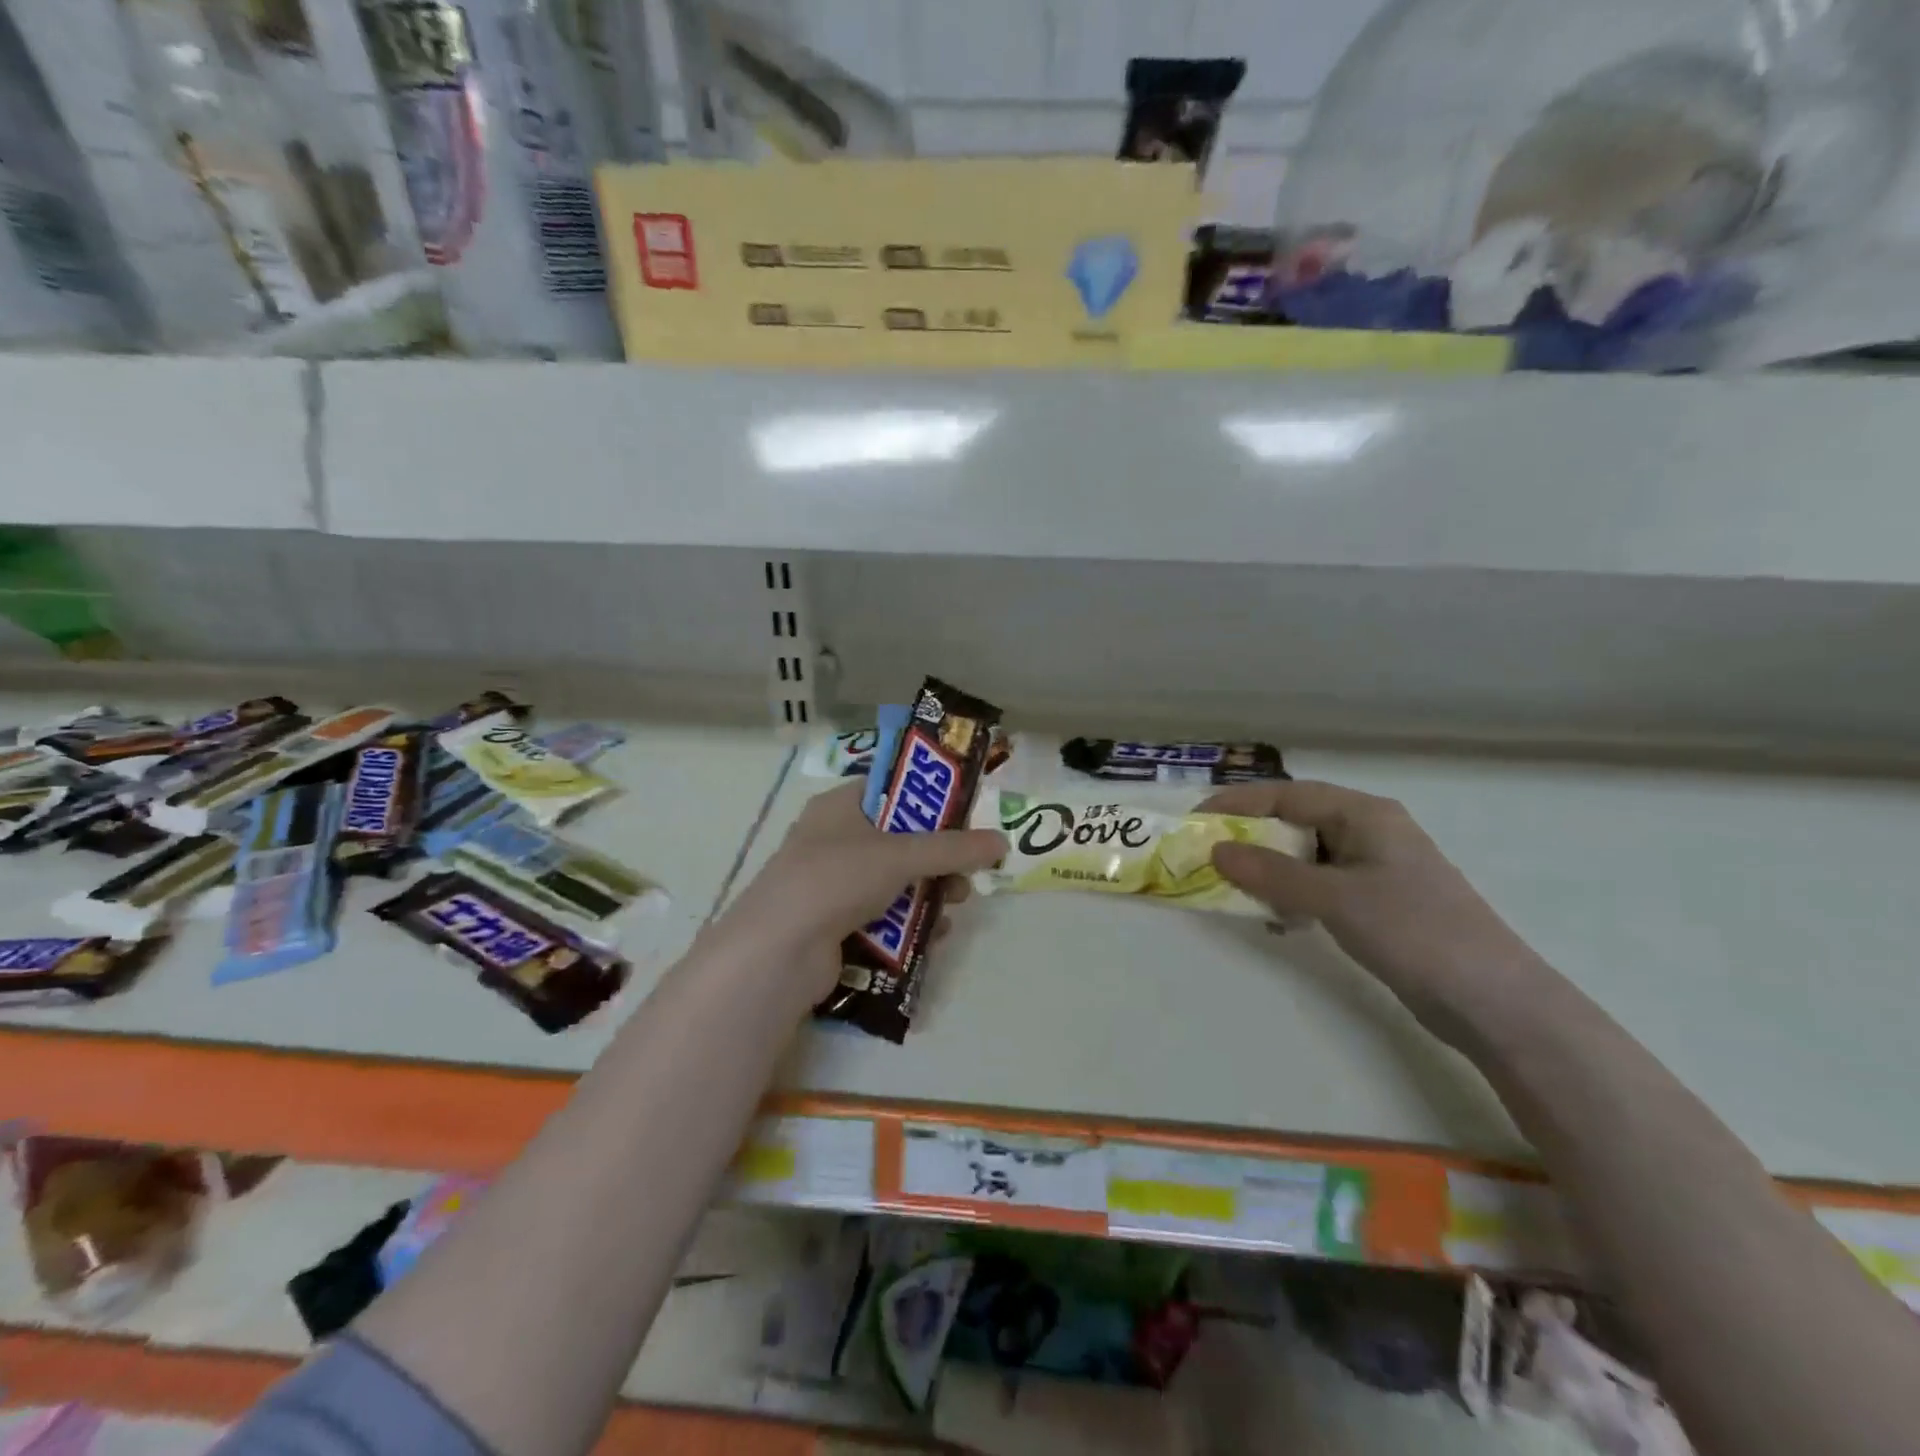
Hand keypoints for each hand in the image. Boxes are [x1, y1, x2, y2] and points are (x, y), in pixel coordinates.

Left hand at [713, 783, 1007, 1001]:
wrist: (777, 953)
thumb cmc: (836, 879)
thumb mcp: (900, 855)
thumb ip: (954, 848)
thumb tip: (1003, 842)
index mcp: (840, 805)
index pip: (892, 788)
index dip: (931, 799)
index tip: (966, 817)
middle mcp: (834, 839)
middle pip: (901, 839)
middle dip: (938, 858)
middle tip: (966, 872)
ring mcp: (833, 884)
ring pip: (896, 881)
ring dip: (929, 892)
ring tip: (955, 905)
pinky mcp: (836, 924)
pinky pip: (885, 915)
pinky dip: (911, 923)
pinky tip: (934, 936)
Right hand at [1202, 780, 1556, 1049]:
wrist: (1493, 1002)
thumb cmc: (1413, 932)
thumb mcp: (1334, 898)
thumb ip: (1272, 873)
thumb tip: (1215, 850)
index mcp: (1365, 814)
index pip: (1288, 794)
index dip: (1239, 802)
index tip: (1196, 818)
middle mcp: (1370, 832)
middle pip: (1296, 822)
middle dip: (1250, 837)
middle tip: (1208, 854)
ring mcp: (1377, 869)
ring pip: (1307, 856)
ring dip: (1270, 870)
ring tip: (1234, 888)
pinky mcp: (1379, 902)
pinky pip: (1321, 885)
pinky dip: (1294, 895)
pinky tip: (1278, 919)